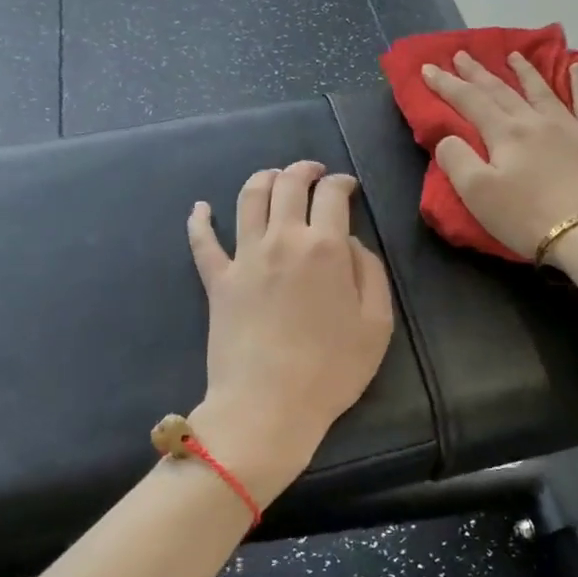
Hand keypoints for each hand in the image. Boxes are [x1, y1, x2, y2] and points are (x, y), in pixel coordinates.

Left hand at [185, 161, 395, 503]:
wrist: (269, 406)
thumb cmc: (332, 370)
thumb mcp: (377, 323)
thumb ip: (371, 273)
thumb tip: (352, 243)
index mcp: (325, 247)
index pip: (332, 194)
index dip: (342, 182)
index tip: (348, 187)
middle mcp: (282, 240)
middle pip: (288, 185)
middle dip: (304, 170)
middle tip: (313, 172)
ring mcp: (244, 258)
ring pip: (249, 199)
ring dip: (263, 179)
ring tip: (273, 177)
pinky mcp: (217, 281)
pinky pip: (202, 242)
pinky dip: (199, 220)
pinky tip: (200, 208)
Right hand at [422, 51, 577, 262]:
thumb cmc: (528, 217)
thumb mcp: (477, 194)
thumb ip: (456, 160)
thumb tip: (448, 137)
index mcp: (504, 133)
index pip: (468, 101)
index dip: (446, 84)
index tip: (427, 68)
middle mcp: (534, 120)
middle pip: (501, 91)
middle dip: (478, 73)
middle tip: (461, 54)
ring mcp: (569, 126)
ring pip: (541, 90)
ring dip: (523, 71)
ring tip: (512, 55)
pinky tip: (576, 68)